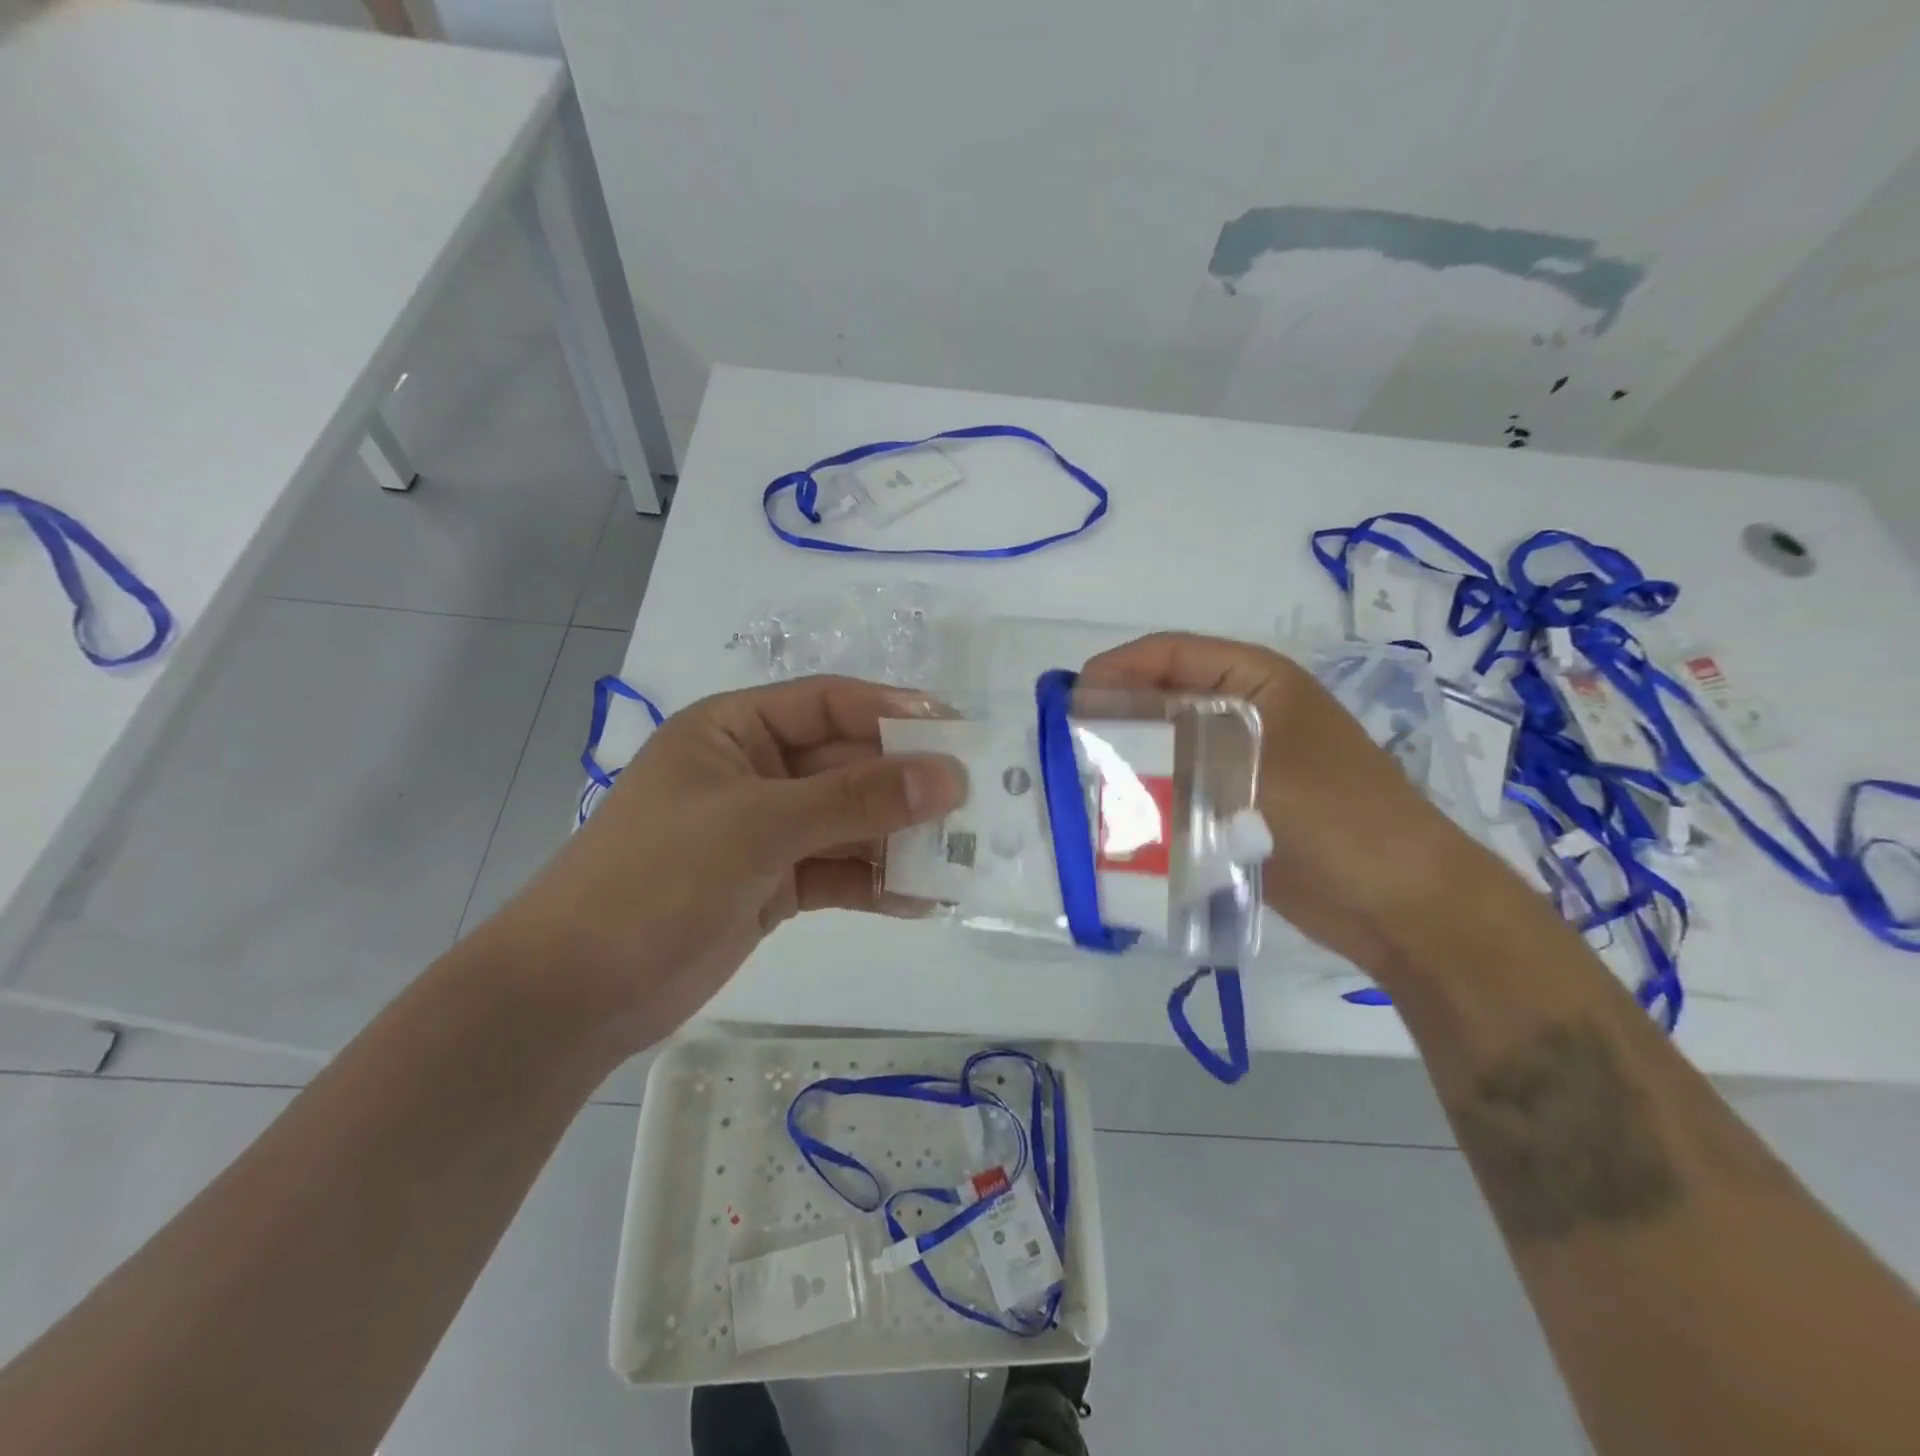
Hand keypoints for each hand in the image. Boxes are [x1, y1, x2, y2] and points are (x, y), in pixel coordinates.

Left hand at [488, 677, 964, 1050]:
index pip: (828, 704)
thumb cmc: (658, 878)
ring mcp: (764, 832)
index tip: (956, 733)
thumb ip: (857, 799)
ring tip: (959, 856)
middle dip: (904, 784)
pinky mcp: (771, 885)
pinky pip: (837, 872)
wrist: (576, 993)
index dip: (892, 713)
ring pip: (847, 821)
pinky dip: (875, 883)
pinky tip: (920, 899)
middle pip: (846, 764)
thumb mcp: (760, 825)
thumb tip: (949, 776)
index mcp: (734, 730)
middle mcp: (754, 772)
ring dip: (897, 838)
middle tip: (972, 802)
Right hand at [1080, 632, 1473, 970]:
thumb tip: (1099, 734)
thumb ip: (1174, 746)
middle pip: (1161, 702)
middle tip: (1064, 748)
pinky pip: (1175, 794)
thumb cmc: (1336, 816)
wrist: (1399, 904)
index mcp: (1255, 680)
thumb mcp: (1253, 768)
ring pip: (1164, 751)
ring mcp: (1236, 763)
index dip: (1116, 669)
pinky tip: (1112, 822)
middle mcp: (1241, 713)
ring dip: (1125, 766)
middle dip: (1112, 720)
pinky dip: (1145, 803)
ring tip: (1079, 787)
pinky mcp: (1231, 809)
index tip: (1068, 700)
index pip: (1170, 654)